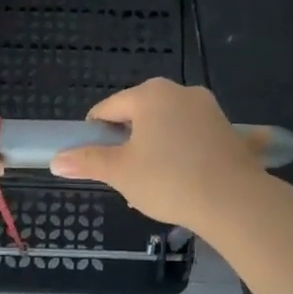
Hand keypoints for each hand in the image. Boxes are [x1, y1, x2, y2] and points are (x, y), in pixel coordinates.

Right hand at [49, 78, 264, 228]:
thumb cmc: (168, 180)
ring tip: (155, 185)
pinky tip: (186, 180)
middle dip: (129, 144)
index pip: (108, 109)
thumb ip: (87, 161)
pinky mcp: (229, 130)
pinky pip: (194, 138)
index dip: (95, 135)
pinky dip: (184, 154)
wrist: (235, 201)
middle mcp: (180, 92)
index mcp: (149, 95)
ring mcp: (209, 109)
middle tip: (126, 177)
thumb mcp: (120, 172)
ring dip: (155, 150)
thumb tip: (56, 160)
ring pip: (168, 127)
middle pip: (139, 116)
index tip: (96, 161)